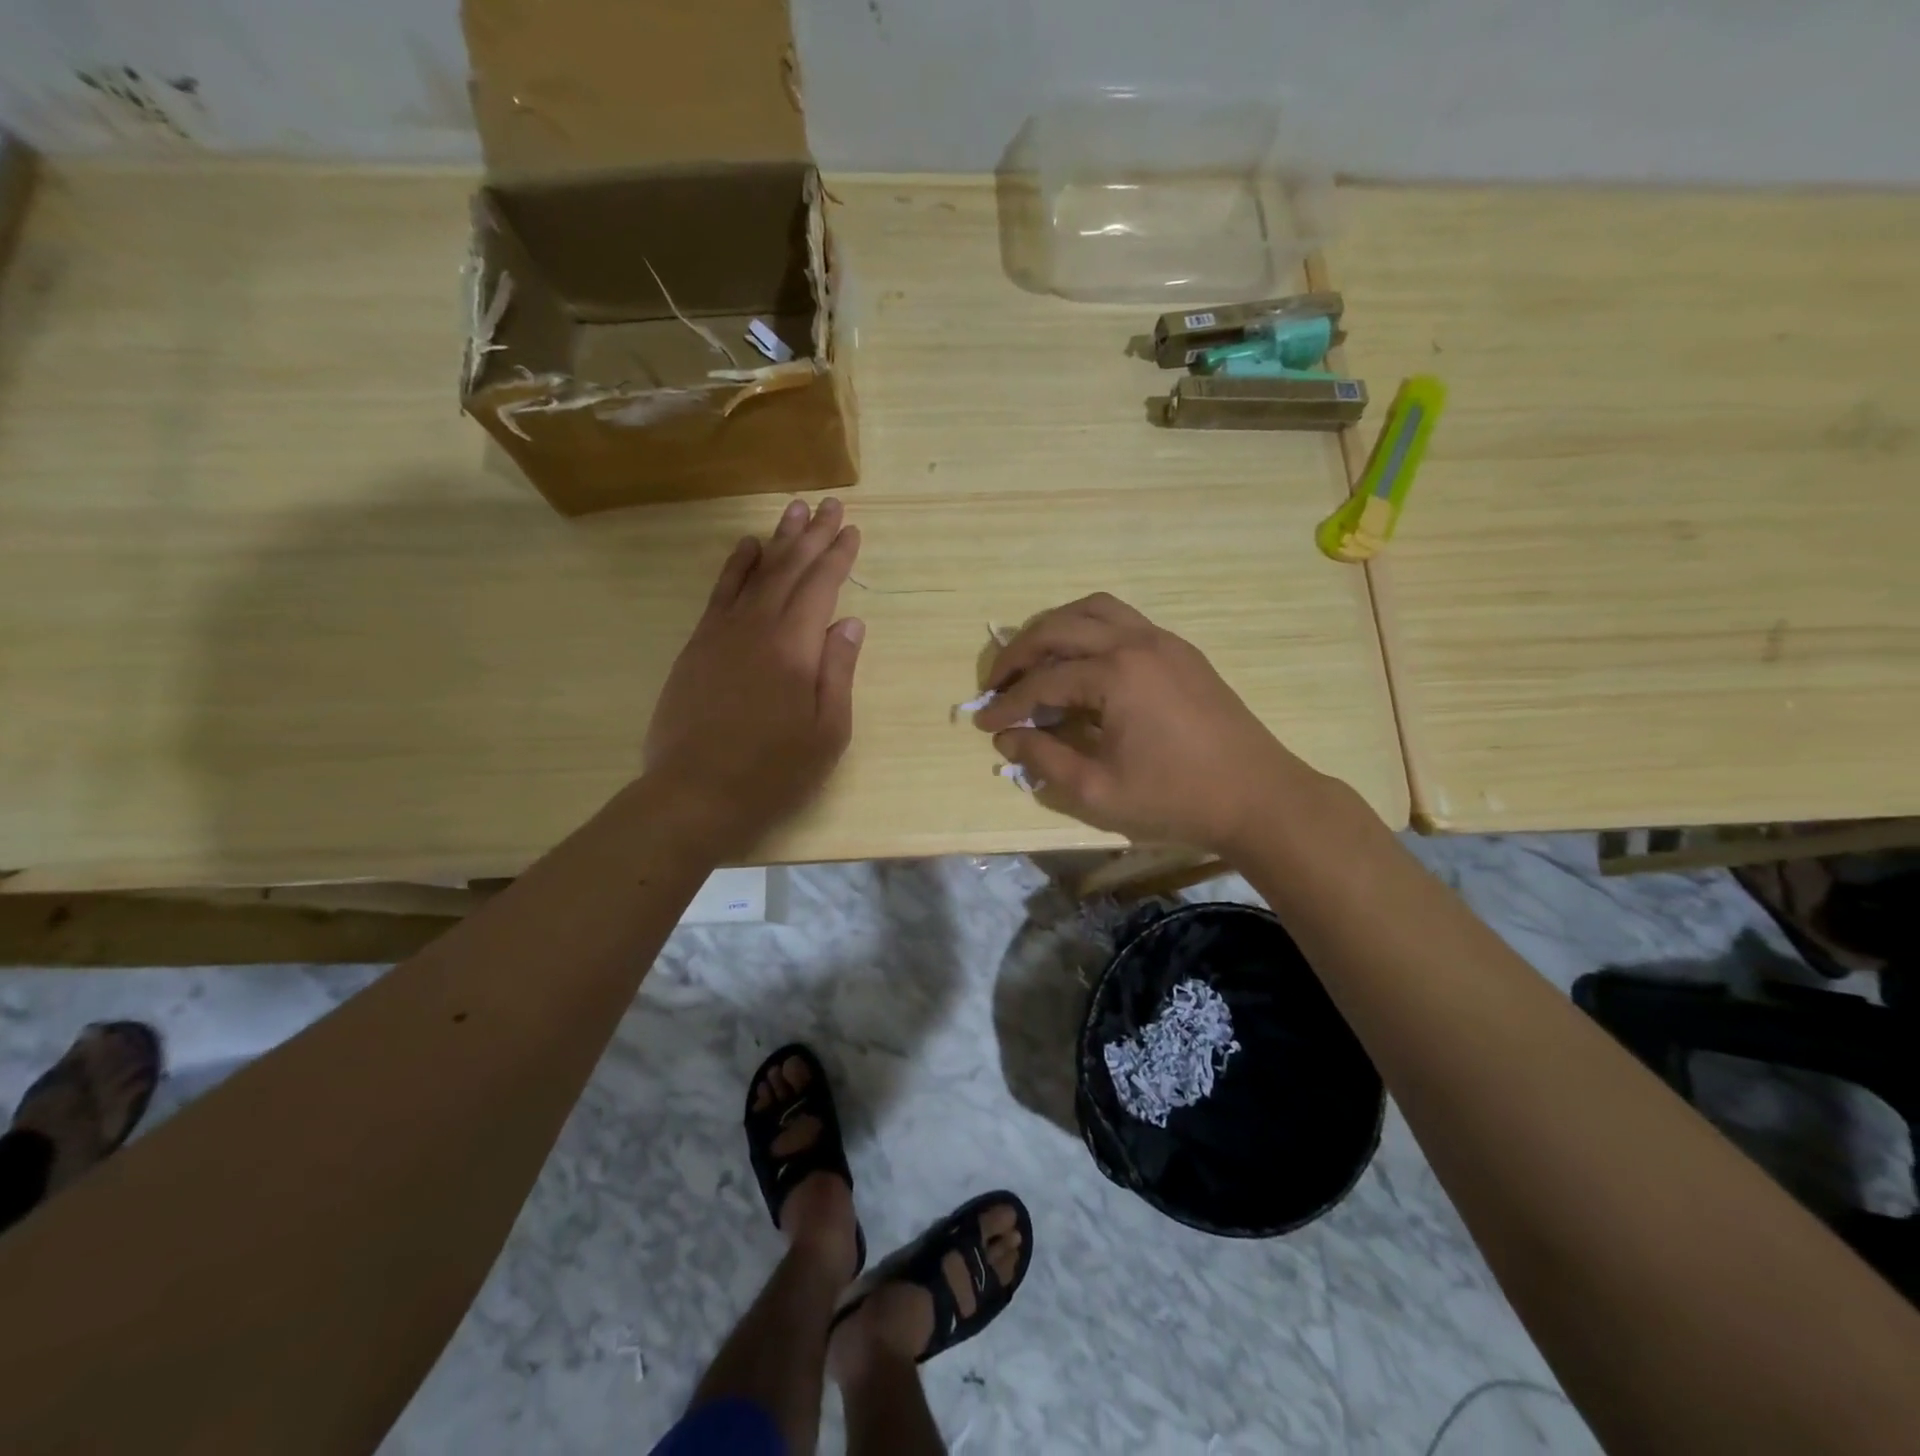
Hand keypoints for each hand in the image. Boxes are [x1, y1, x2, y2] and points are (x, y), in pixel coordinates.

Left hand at [643, 498, 864, 858]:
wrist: (694, 793)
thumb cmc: (773, 771)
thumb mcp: (827, 732)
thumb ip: (838, 672)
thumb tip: (849, 623)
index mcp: (795, 648)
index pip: (821, 587)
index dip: (838, 556)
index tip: (852, 530)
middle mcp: (758, 628)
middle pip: (789, 569)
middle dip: (812, 535)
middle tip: (829, 504)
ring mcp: (722, 633)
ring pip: (755, 573)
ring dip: (777, 539)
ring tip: (794, 510)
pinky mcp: (697, 646)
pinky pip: (720, 594)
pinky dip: (736, 566)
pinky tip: (748, 548)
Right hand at [973, 593, 1318, 854]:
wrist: (1259, 796)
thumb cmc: (1176, 799)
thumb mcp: (1098, 791)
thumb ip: (1044, 759)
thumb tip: (1007, 737)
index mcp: (1116, 675)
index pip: (1043, 682)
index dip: (1007, 704)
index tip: (983, 722)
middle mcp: (1136, 642)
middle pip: (1059, 628)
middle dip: (1019, 653)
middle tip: (997, 683)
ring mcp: (1163, 640)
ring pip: (1093, 610)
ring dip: (1055, 629)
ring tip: (1033, 660)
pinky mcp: (1180, 650)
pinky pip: (1122, 620)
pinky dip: (1089, 630)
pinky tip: (1081, 662)